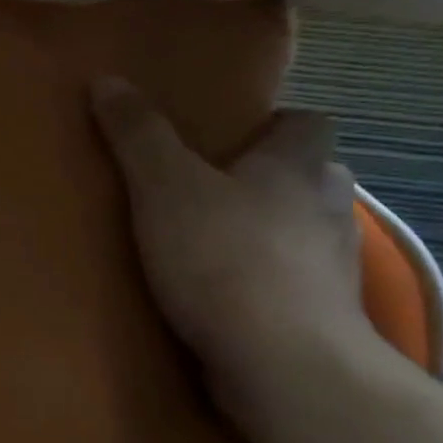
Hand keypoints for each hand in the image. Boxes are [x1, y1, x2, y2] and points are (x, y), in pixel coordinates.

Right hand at [90, 76, 380, 423]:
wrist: (283, 364)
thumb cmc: (224, 257)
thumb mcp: (164, 186)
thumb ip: (137, 134)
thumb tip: (106, 78)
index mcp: (299, 164)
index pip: (308, 121)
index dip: (274, 124)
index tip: (230, 139)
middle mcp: (329, 207)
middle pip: (309, 176)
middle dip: (269, 180)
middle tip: (211, 192)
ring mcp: (336, 267)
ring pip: (304, 232)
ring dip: (270, 233)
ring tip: (213, 247)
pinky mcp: (326, 317)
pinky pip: (297, 284)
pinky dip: (270, 283)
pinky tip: (228, 299)